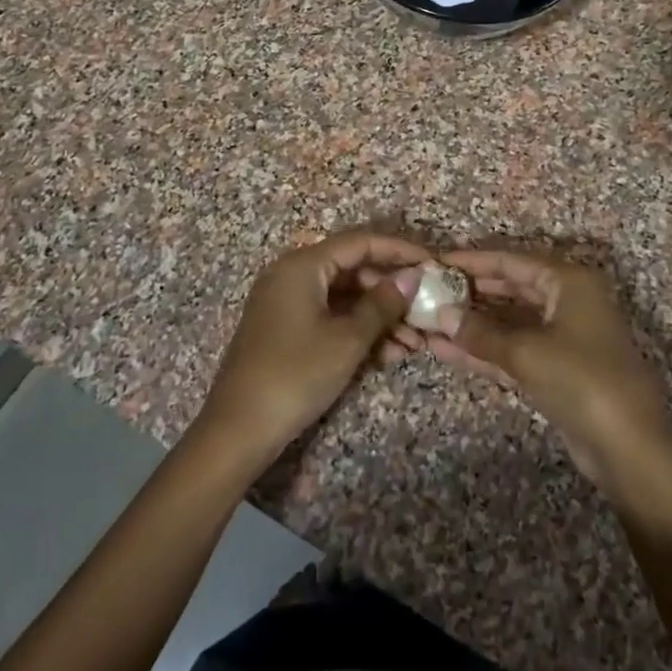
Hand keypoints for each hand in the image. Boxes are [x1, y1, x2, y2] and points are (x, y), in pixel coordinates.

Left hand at [195, 232, 427, 471]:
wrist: (238, 428)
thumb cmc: (296, 374)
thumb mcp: (348, 339)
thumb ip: (383, 303)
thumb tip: (412, 276)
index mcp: (303, 265)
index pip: (360, 242)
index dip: (399, 250)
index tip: (433, 263)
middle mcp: (292, 274)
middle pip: (352, 269)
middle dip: (392, 292)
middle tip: (425, 312)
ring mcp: (286, 302)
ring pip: (343, 297)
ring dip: (379, 317)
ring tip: (414, 345)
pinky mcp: (286, 329)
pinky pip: (329, 317)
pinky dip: (357, 331)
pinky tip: (387, 356)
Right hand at [424, 250, 671, 488]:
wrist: (628, 447)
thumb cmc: (581, 379)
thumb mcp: (526, 352)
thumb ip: (479, 332)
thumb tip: (441, 314)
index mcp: (569, 281)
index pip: (511, 261)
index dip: (472, 261)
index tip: (434, 262)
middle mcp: (567, 301)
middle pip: (510, 288)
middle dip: (469, 293)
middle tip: (427, 292)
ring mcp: (562, 337)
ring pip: (508, 322)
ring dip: (471, 324)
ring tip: (428, 321)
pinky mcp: (555, 369)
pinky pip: (513, 350)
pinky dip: (483, 350)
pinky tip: (446, 350)